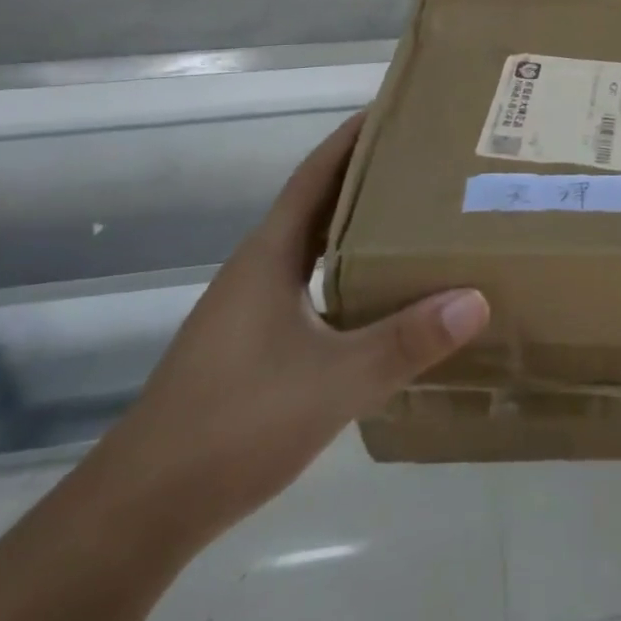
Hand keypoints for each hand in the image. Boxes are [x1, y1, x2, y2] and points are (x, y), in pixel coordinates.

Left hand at [90, 113, 488, 544]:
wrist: (143, 510)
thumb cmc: (234, 425)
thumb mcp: (334, 382)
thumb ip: (406, 341)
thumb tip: (477, 298)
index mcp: (270, 257)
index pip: (315, 176)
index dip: (352, 138)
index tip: (396, 110)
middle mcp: (259, 270)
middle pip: (320, 204)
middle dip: (369, 177)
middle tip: (430, 162)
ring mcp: (252, 309)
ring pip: (316, 248)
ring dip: (360, 226)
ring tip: (420, 218)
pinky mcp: (255, 344)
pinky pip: (314, 285)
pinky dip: (351, 272)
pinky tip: (385, 295)